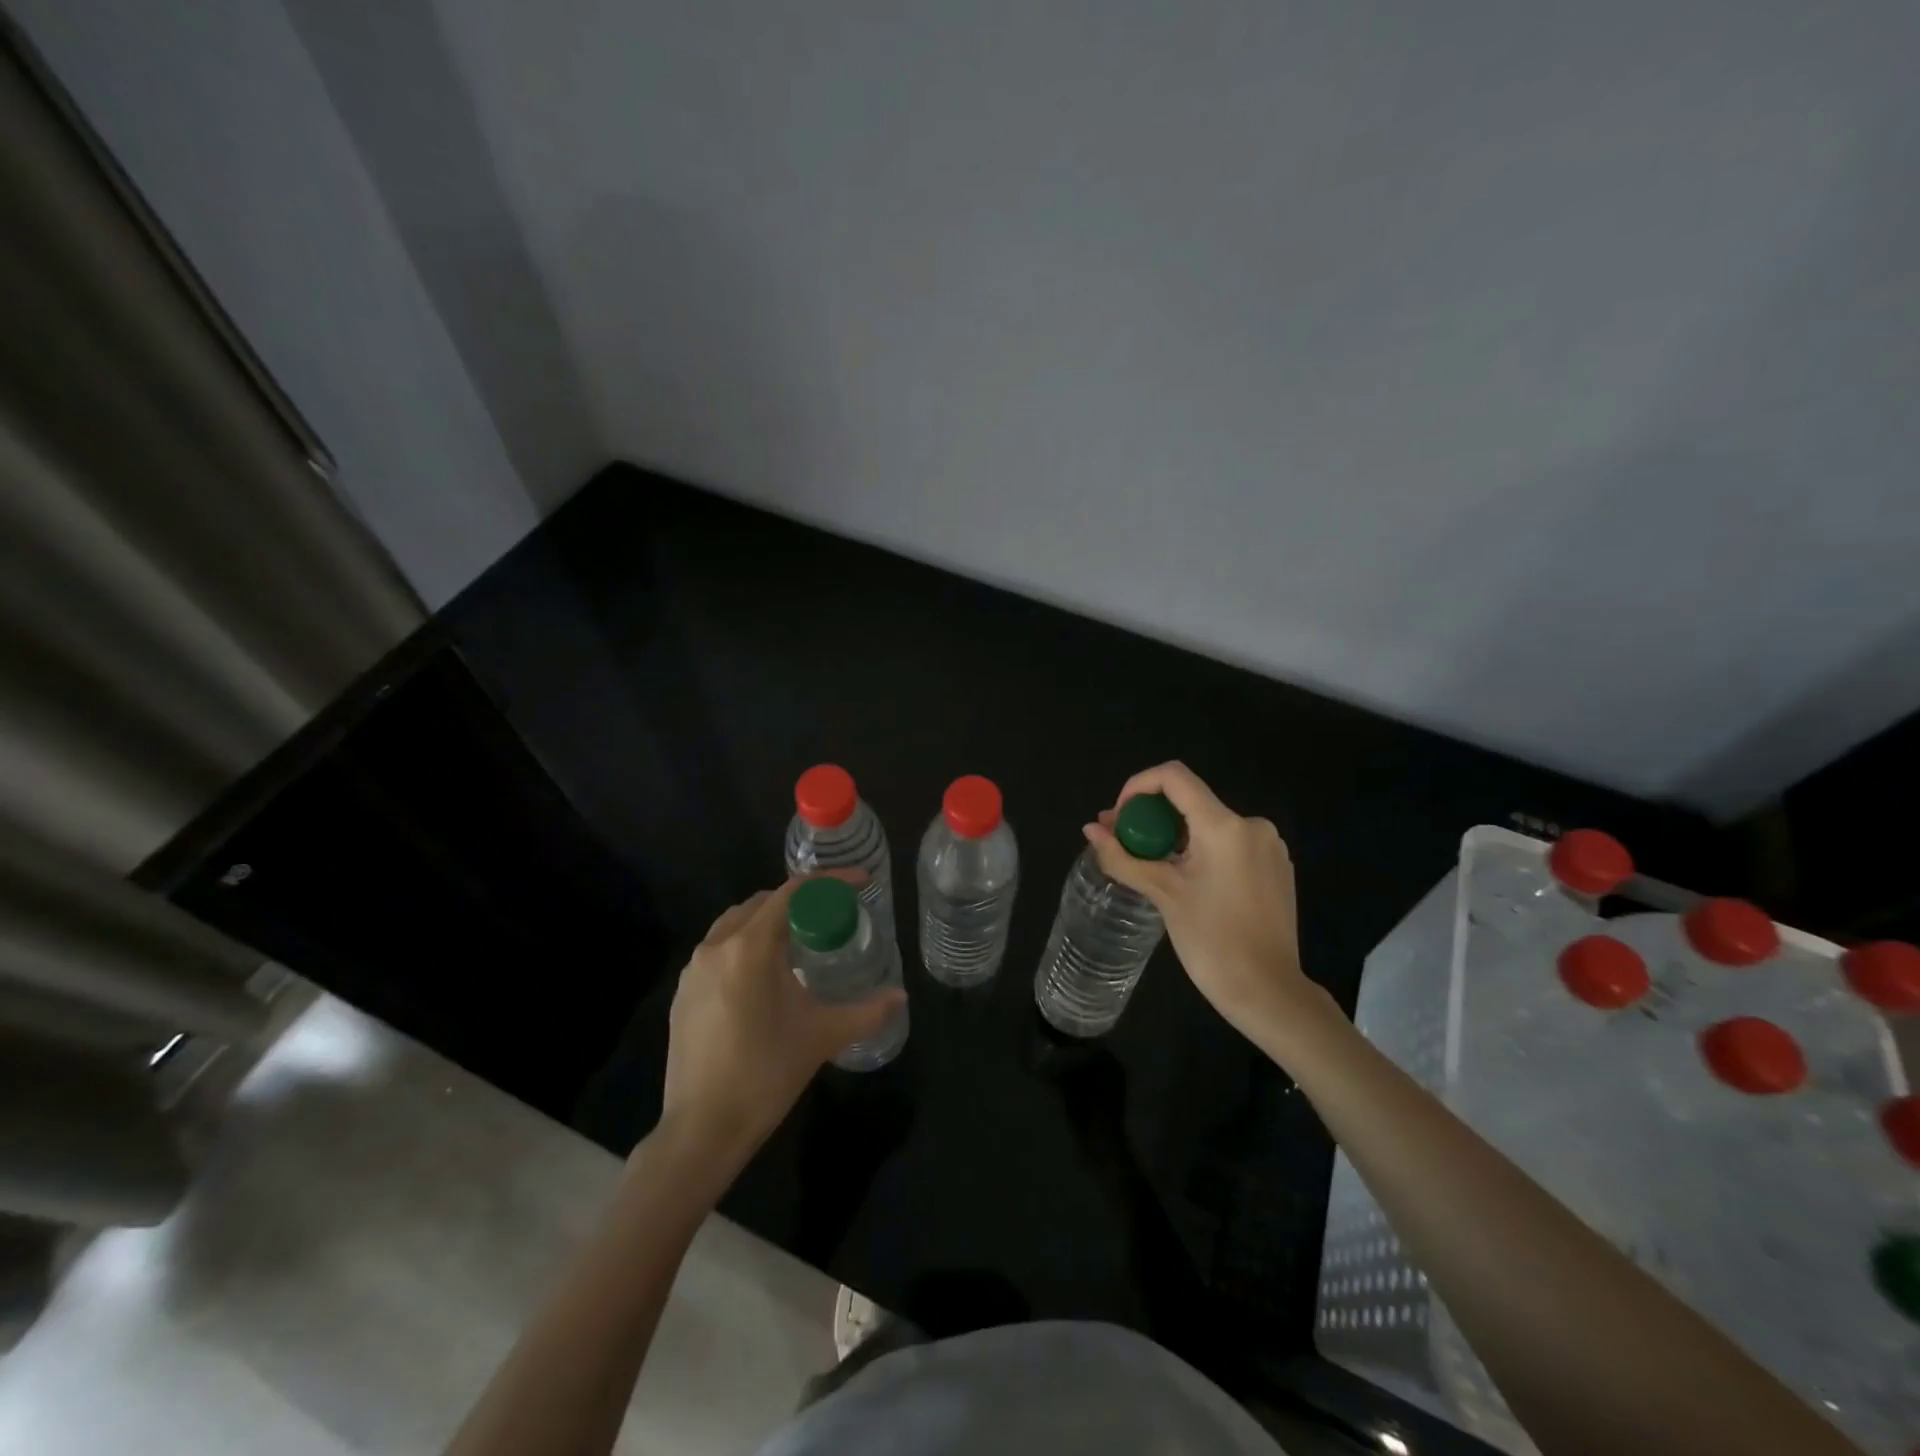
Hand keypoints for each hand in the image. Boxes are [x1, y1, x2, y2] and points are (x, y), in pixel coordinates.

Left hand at [659, 875, 904, 1167]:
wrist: (702, 1129)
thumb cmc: (766, 1074)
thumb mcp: (822, 1037)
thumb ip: (867, 1012)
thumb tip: (901, 996)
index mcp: (751, 947)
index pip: (794, 892)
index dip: (830, 881)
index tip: (859, 881)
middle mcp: (717, 946)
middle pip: (764, 902)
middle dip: (801, 900)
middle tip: (832, 915)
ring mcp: (693, 969)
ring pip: (737, 923)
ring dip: (770, 920)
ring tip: (800, 941)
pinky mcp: (682, 992)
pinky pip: (719, 949)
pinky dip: (746, 944)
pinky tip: (764, 977)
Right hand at [1083, 762, 1314, 1046]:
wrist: (1269, 993)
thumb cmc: (1212, 942)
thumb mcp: (1162, 894)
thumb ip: (1123, 857)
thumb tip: (1090, 829)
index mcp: (1224, 825)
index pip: (1174, 777)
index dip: (1137, 786)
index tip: (1119, 819)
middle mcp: (1252, 825)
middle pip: (1189, 801)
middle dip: (1150, 817)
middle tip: (1122, 843)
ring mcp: (1269, 846)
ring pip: (1208, 824)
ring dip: (1173, 836)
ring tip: (1147, 865)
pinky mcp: (1276, 867)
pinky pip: (1229, 843)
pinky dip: (1200, 851)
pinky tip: (1185, 880)